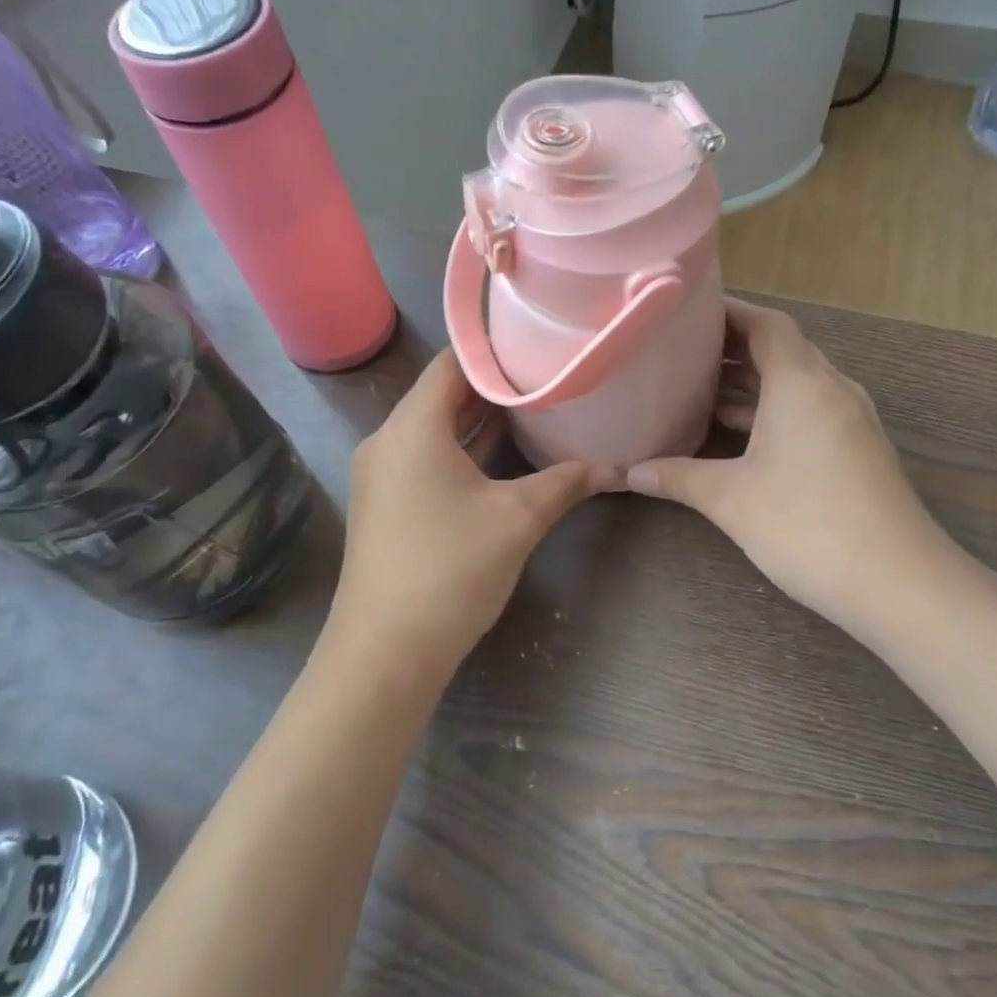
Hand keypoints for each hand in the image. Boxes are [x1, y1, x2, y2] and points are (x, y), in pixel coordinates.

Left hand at [327, 350, 614, 689]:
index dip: (494, 350)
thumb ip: (564, 483)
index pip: (452, 364)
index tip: (537, 344)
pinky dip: (461, 450)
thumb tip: (613, 467)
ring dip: (478, 421)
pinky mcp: (385, 505)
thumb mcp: (517, 520)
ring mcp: (382, 475)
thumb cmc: (449, 570)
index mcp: (412, 428)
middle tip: (545, 375)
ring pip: (434, 430)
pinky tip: (501, 457)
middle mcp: (388, 441)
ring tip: (532, 408)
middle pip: (442, 395)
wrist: (384, 652)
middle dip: (493, 387)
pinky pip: (426, 459)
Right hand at [626, 300, 962, 637]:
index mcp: (802, 383)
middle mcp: (832, 390)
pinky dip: (775, 411)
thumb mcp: (730, 498)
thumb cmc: (807, 525)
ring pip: (798, 383)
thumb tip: (629, 473)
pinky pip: (811, 411)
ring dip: (755, 382)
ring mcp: (851, 421)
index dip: (730, 312)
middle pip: (783, 349)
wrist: (898, 582)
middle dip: (736, 347)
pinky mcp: (859, 451)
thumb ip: (678, 477)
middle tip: (685, 352)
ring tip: (703, 388)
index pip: (768, 324)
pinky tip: (742, 434)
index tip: (689, 314)